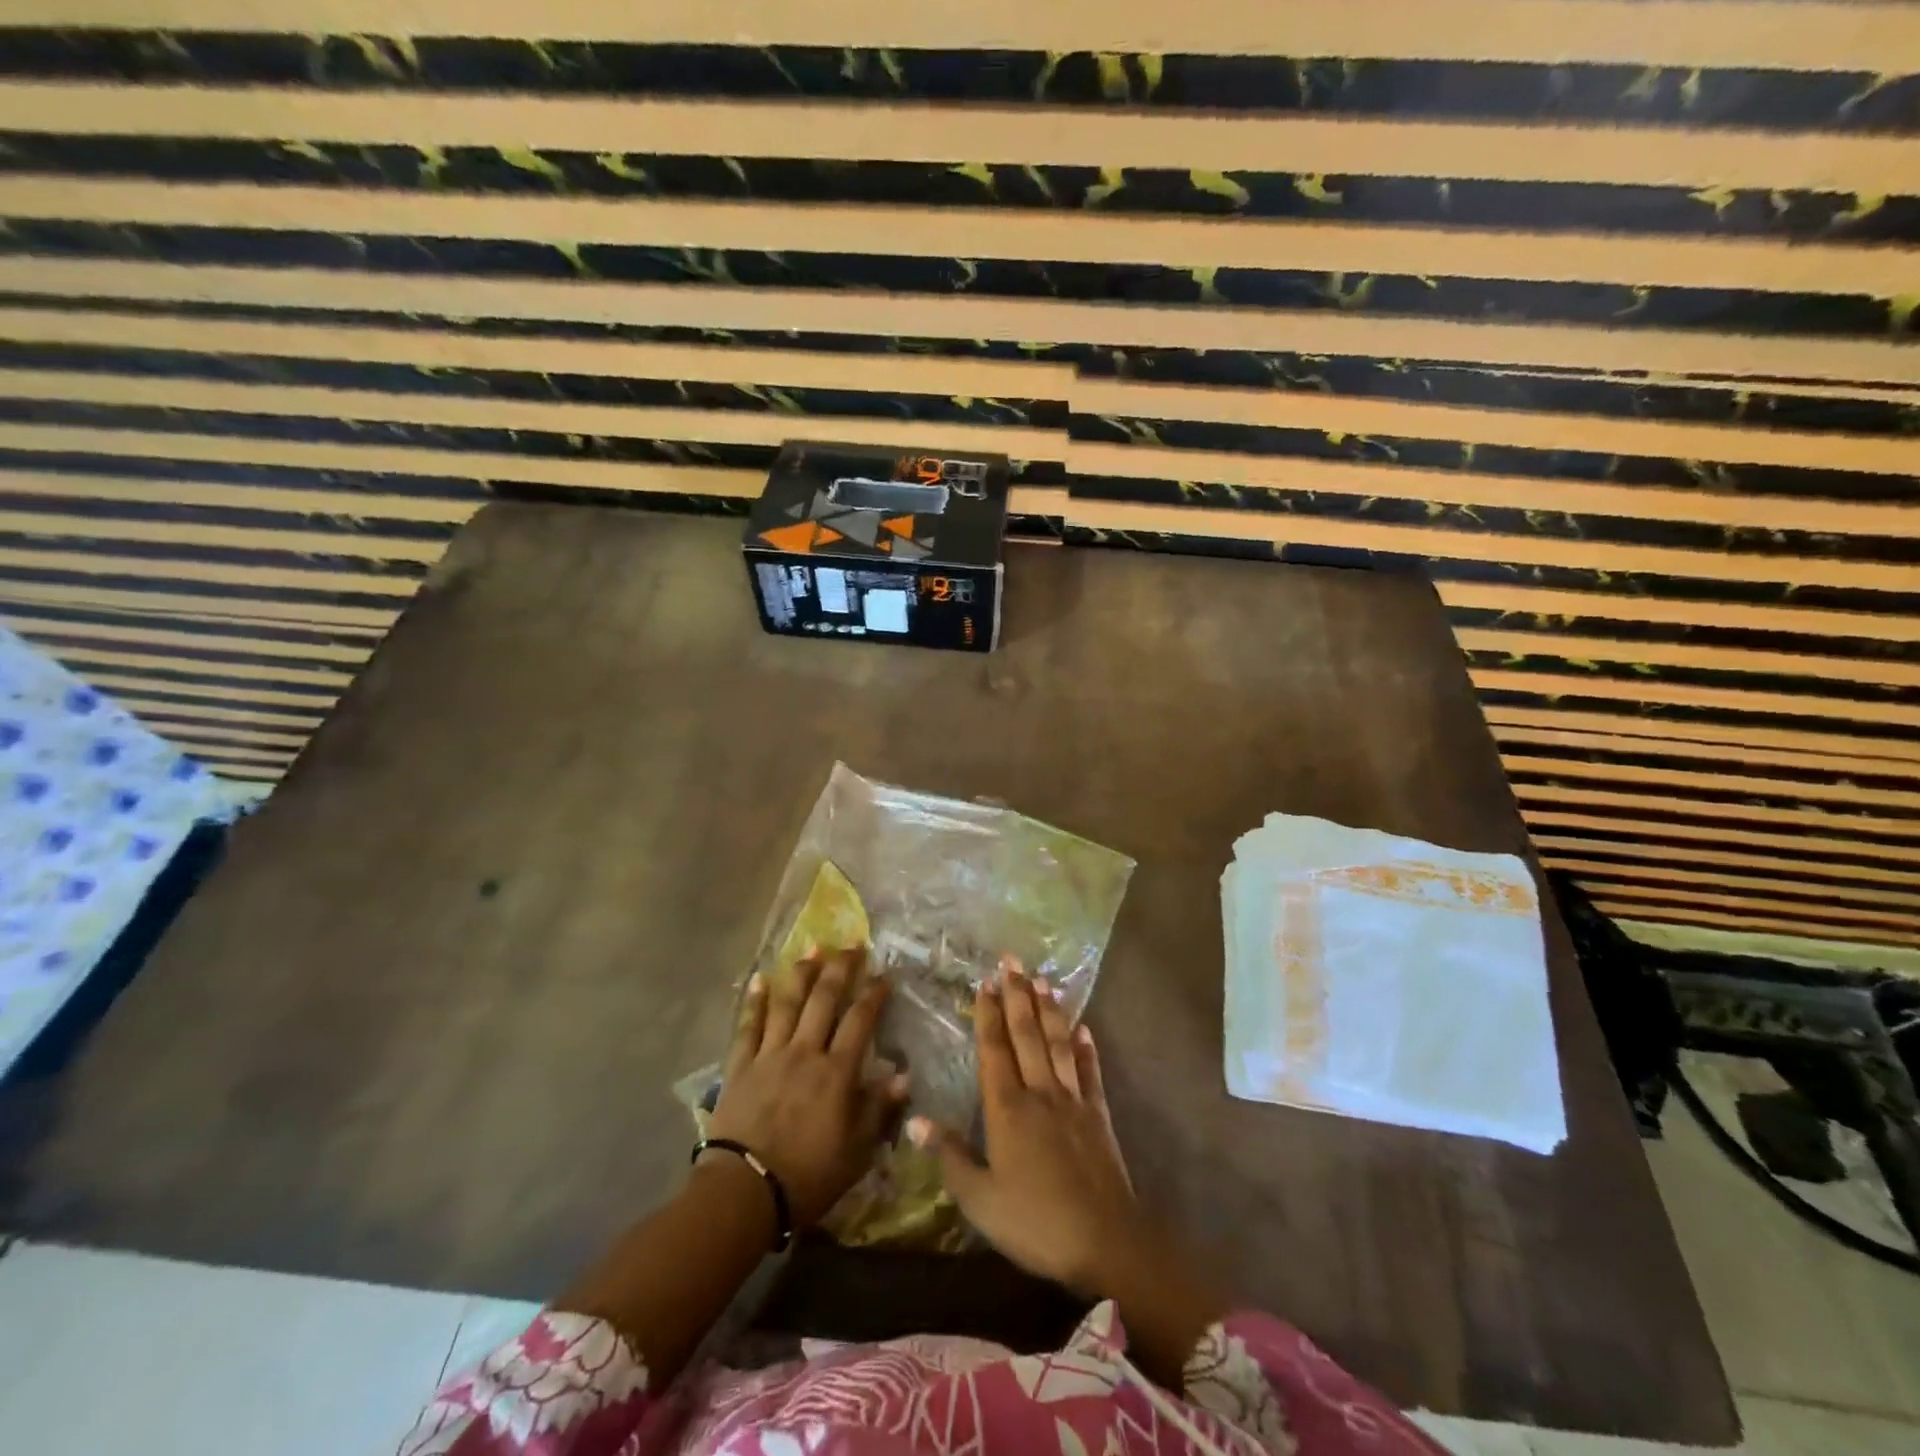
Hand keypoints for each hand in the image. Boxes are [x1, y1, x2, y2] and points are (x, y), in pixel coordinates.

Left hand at [707, 947, 908, 1226]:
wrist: (744, 1192)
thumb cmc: (808, 1176)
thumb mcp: (857, 1152)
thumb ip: (879, 1110)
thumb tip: (902, 1075)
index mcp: (836, 1072)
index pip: (860, 1021)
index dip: (873, 994)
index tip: (884, 975)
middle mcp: (805, 1052)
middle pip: (824, 1000)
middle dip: (840, 969)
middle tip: (851, 945)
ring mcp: (770, 1055)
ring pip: (788, 1004)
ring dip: (801, 974)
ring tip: (812, 948)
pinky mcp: (740, 1066)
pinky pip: (748, 1026)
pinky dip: (754, 1001)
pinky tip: (760, 979)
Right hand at [910, 957, 1152, 1296]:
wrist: (1105, 1242)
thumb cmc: (1034, 1222)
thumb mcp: (980, 1200)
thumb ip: (950, 1156)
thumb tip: (915, 1120)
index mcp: (1007, 1109)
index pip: (994, 1050)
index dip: (987, 1015)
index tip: (984, 982)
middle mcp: (1039, 1093)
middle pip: (1026, 1035)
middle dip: (1017, 995)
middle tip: (1011, 960)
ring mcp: (1073, 1101)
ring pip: (1057, 1044)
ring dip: (1049, 1010)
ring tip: (1042, 979)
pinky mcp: (1098, 1116)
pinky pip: (1090, 1073)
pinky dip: (1086, 1048)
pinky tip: (1084, 1028)